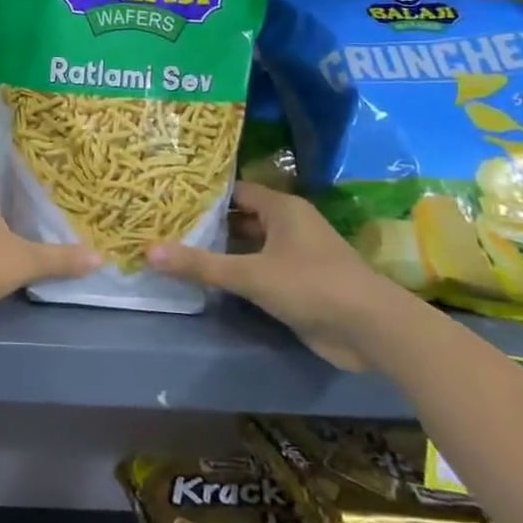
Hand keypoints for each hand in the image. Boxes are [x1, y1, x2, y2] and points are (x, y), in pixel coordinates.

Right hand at [149, 182, 414, 370]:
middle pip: (241, 217)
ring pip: (250, 245)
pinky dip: (237, 272)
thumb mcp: (251, 274)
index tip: (170, 198)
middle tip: (166, 224)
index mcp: (283, 209)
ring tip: (178, 249)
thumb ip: (201, 264)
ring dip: (222, 250)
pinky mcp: (300, 285)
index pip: (236, 191)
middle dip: (208, 223)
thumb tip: (148, 251)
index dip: (204, 195)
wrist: (374, 331)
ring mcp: (297, 256)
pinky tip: (208, 279)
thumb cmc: (312, 286)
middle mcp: (290, 226)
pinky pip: (260, 270)